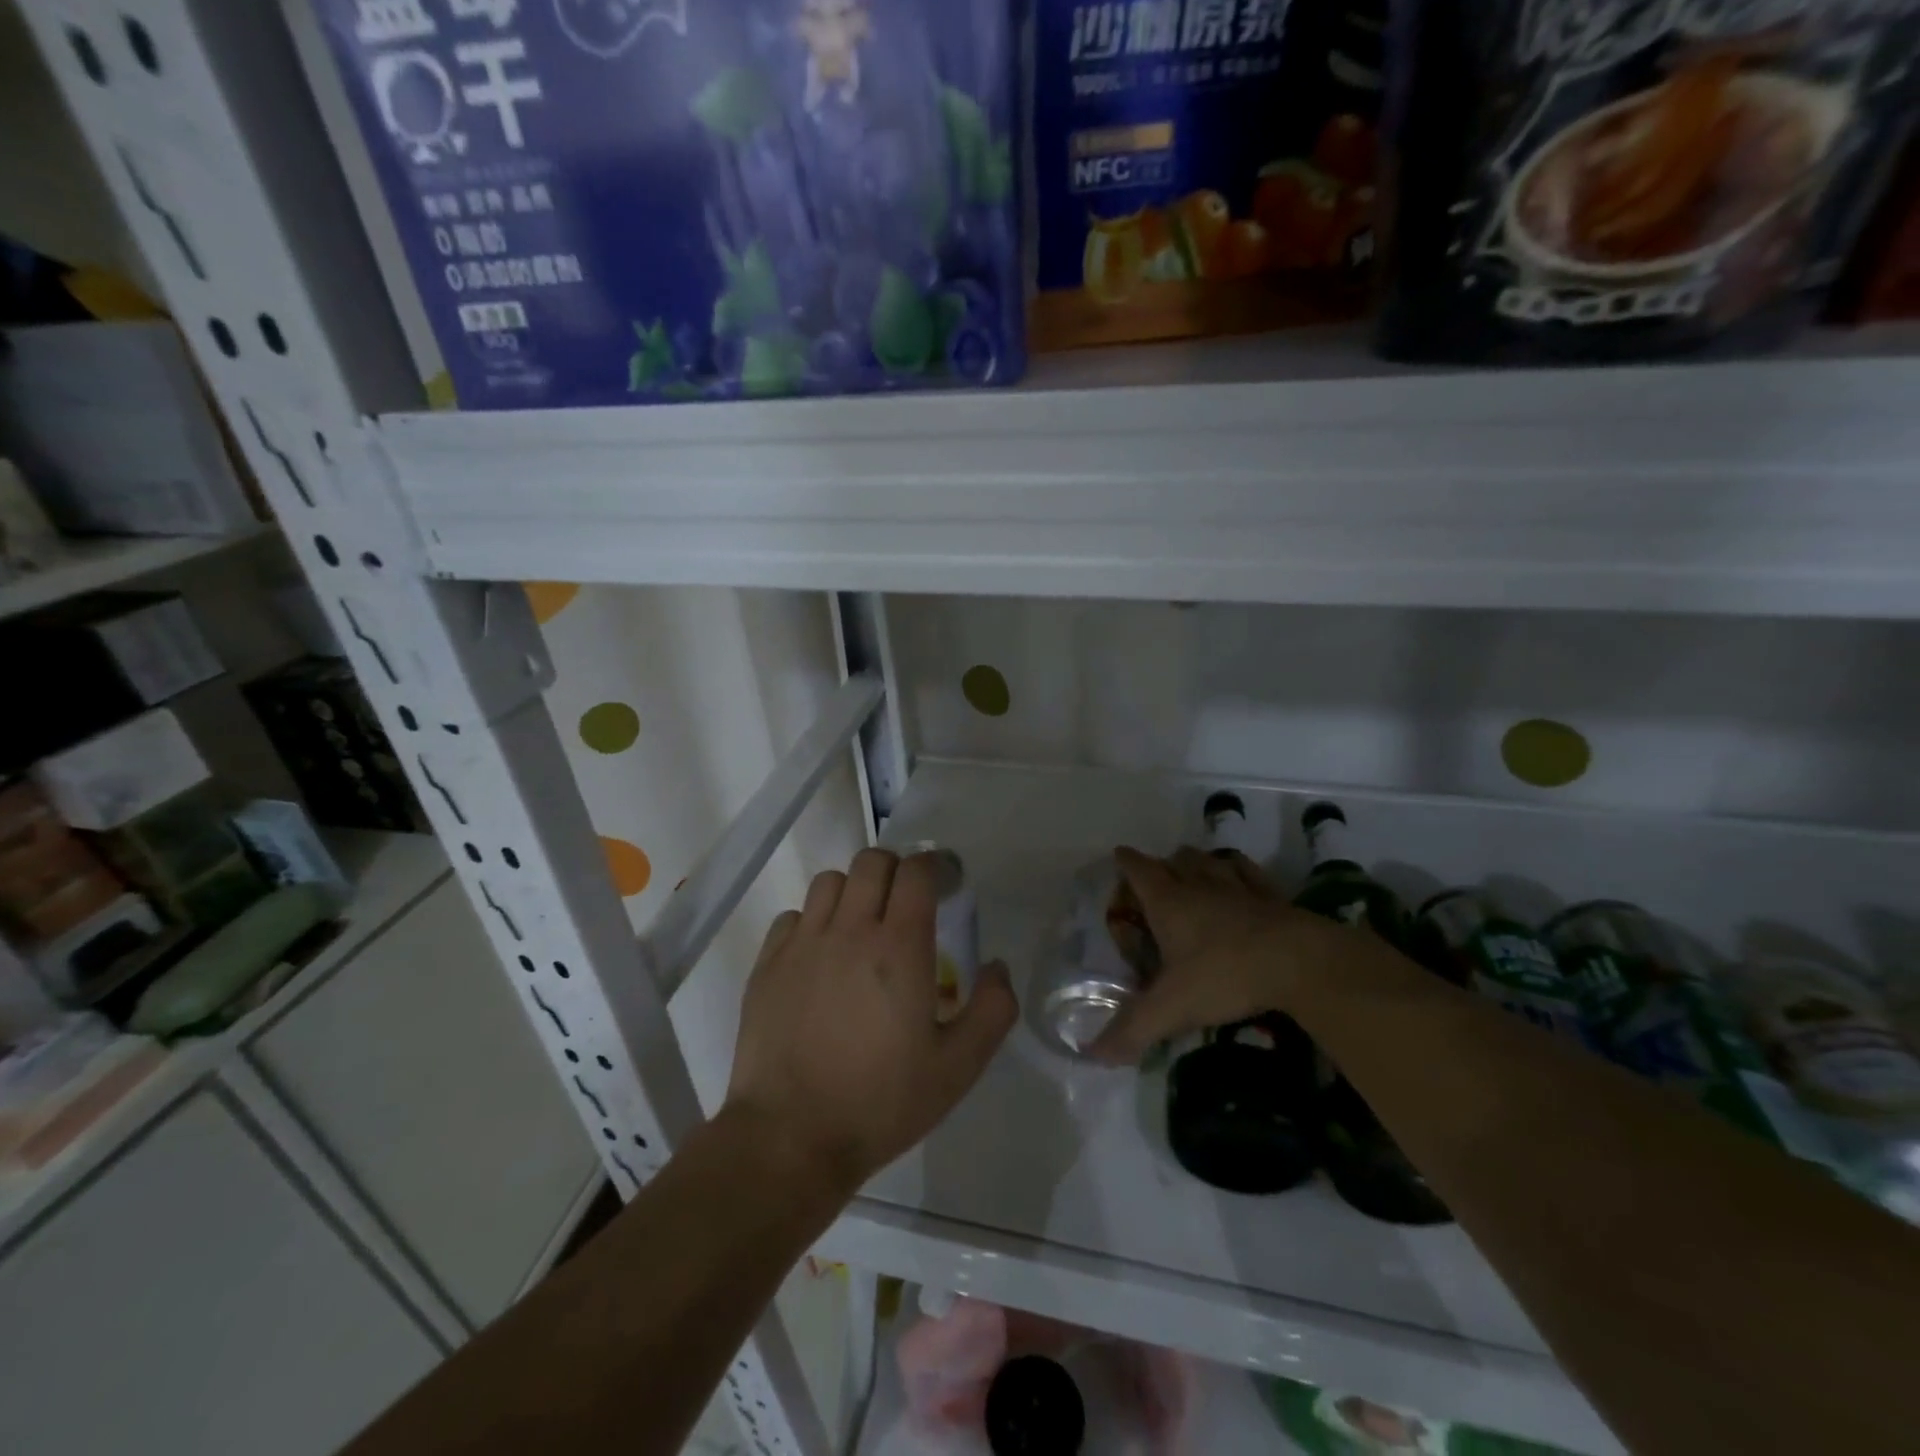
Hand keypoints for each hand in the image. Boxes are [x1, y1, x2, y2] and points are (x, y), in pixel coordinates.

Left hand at [725, 848, 1017, 1191]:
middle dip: (897, 871)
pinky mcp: (768, 963)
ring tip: (863, 926)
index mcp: (899, 946)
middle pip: (872, 861)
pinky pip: (794, 916)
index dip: (937, 867)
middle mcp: (849, 929)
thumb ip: (992, 1010)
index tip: (948, 884)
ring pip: (830, 881)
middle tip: (908, 904)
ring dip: (854, 891)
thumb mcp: (958, 1067)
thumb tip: (998, 965)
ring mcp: (803, 943)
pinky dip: (814, 921)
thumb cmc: (881, 1102)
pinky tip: (822, 956)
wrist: (790, 1138)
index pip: (917, 871)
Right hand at [1089, 845, 1344, 1063]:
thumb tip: (1093, 1055)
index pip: (1138, 869)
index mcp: (1168, 902)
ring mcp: (1238, 887)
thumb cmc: (1224, 975)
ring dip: (1198, 864)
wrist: (1299, 962)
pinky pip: (1248, 873)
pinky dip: (1238, 872)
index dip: (1126, 862)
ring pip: (1210, 861)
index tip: (1118, 857)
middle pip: (1175, 859)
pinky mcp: (1272, 897)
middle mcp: (1199, 885)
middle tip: (1157, 884)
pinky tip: (1240, 883)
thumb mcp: (1171, 1008)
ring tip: (1194, 877)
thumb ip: (1132, 1030)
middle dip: (1163, 864)